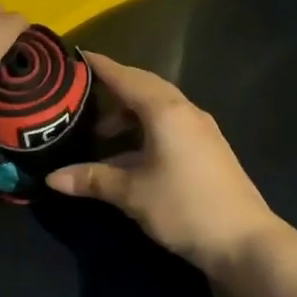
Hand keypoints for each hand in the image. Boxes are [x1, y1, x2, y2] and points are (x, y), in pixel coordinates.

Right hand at [46, 52, 282, 274]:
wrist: (245, 241)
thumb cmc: (185, 208)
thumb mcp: (133, 193)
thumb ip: (93, 180)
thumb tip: (52, 178)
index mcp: (165, 111)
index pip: (126, 78)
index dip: (101, 66)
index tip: (77, 56)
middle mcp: (185, 111)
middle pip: (145, 87)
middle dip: (115, 88)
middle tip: (83, 94)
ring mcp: (201, 130)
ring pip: (159, 109)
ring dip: (130, 116)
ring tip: (101, 135)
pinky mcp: (208, 148)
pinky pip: (170, 125)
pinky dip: (146, 130)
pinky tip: (131, 155)